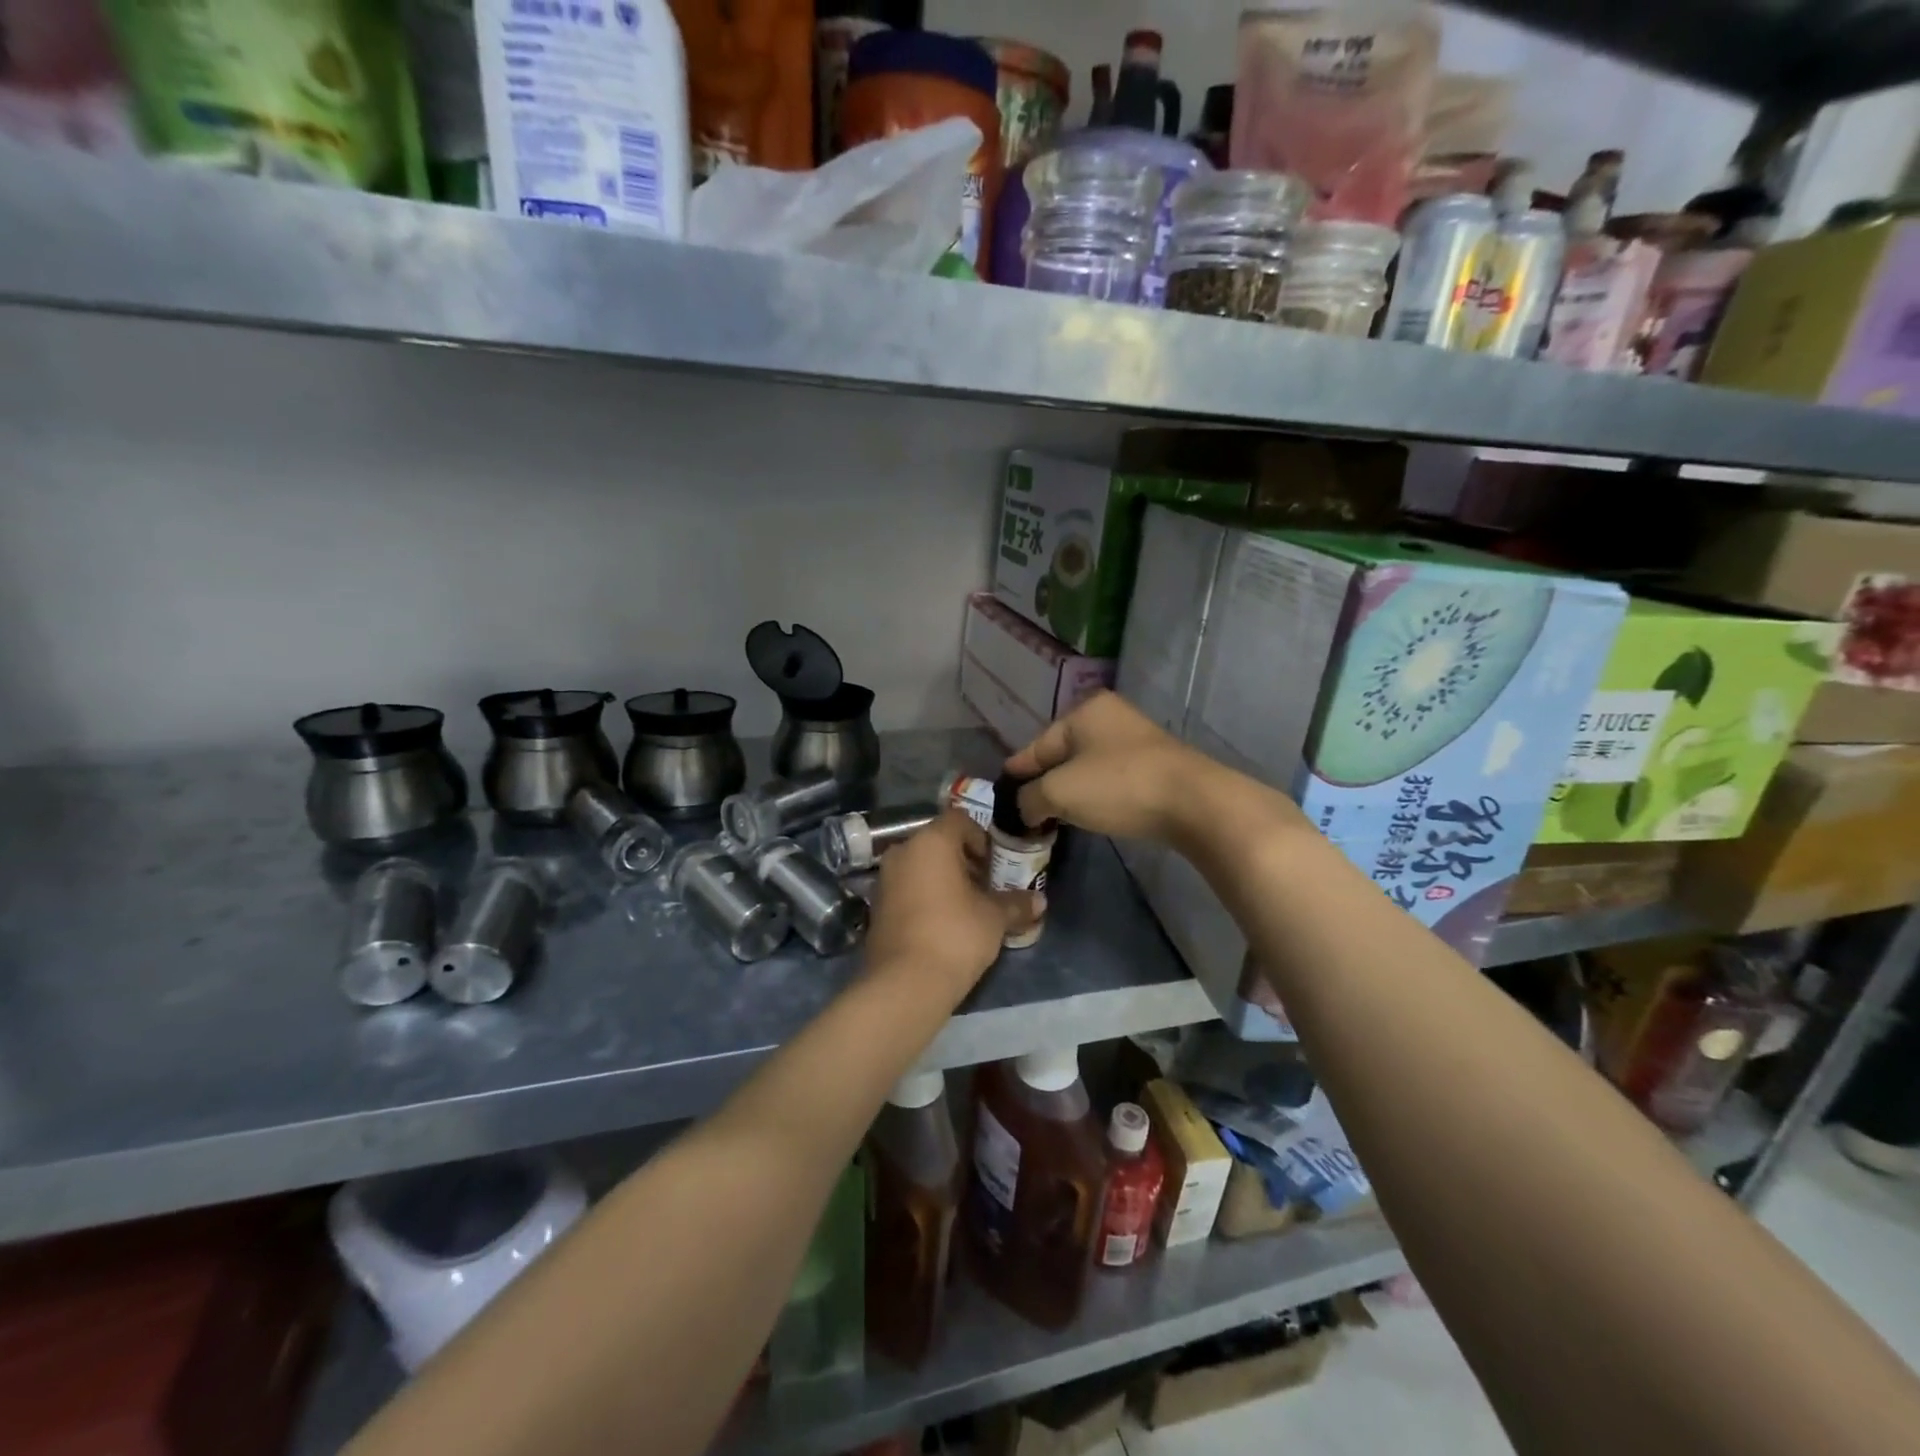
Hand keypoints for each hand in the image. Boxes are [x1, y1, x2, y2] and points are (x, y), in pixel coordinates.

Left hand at [863, 811, 1037, 1002]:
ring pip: (921, 866)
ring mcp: (884, 879)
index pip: (960, 821)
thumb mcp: (994, 918)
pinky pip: (907, 889)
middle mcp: (902, 851)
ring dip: (944, 880)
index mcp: (931, 841)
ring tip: (968, 908)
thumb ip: (1016, 903)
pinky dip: (926, 896)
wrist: (905, 983)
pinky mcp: (876, 907)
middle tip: (986, 887)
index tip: (996, 866)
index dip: (982, 839)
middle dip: (964, 861)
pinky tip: (944, 924)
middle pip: (939, 843)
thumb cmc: (955, 935)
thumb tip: (1040, 901)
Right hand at [1005, 691, 1220, 842]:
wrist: (1194, 803)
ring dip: (1069, 792)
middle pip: (1061, 755)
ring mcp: (1136, 740)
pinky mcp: (1154, 766)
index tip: (1000, 795)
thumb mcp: (1060, 792)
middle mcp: (1110, 717)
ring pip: (1086, 768)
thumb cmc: (1118, 786)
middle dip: (1043, 783)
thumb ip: (1029, 798)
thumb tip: (1022, 808)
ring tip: (1052, 818)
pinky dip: (1095, 796)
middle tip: (1025, 812)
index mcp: (1084, 711)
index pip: (1036, 746)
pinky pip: (1110, 779)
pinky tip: (1088, 814)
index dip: (1016, 773)